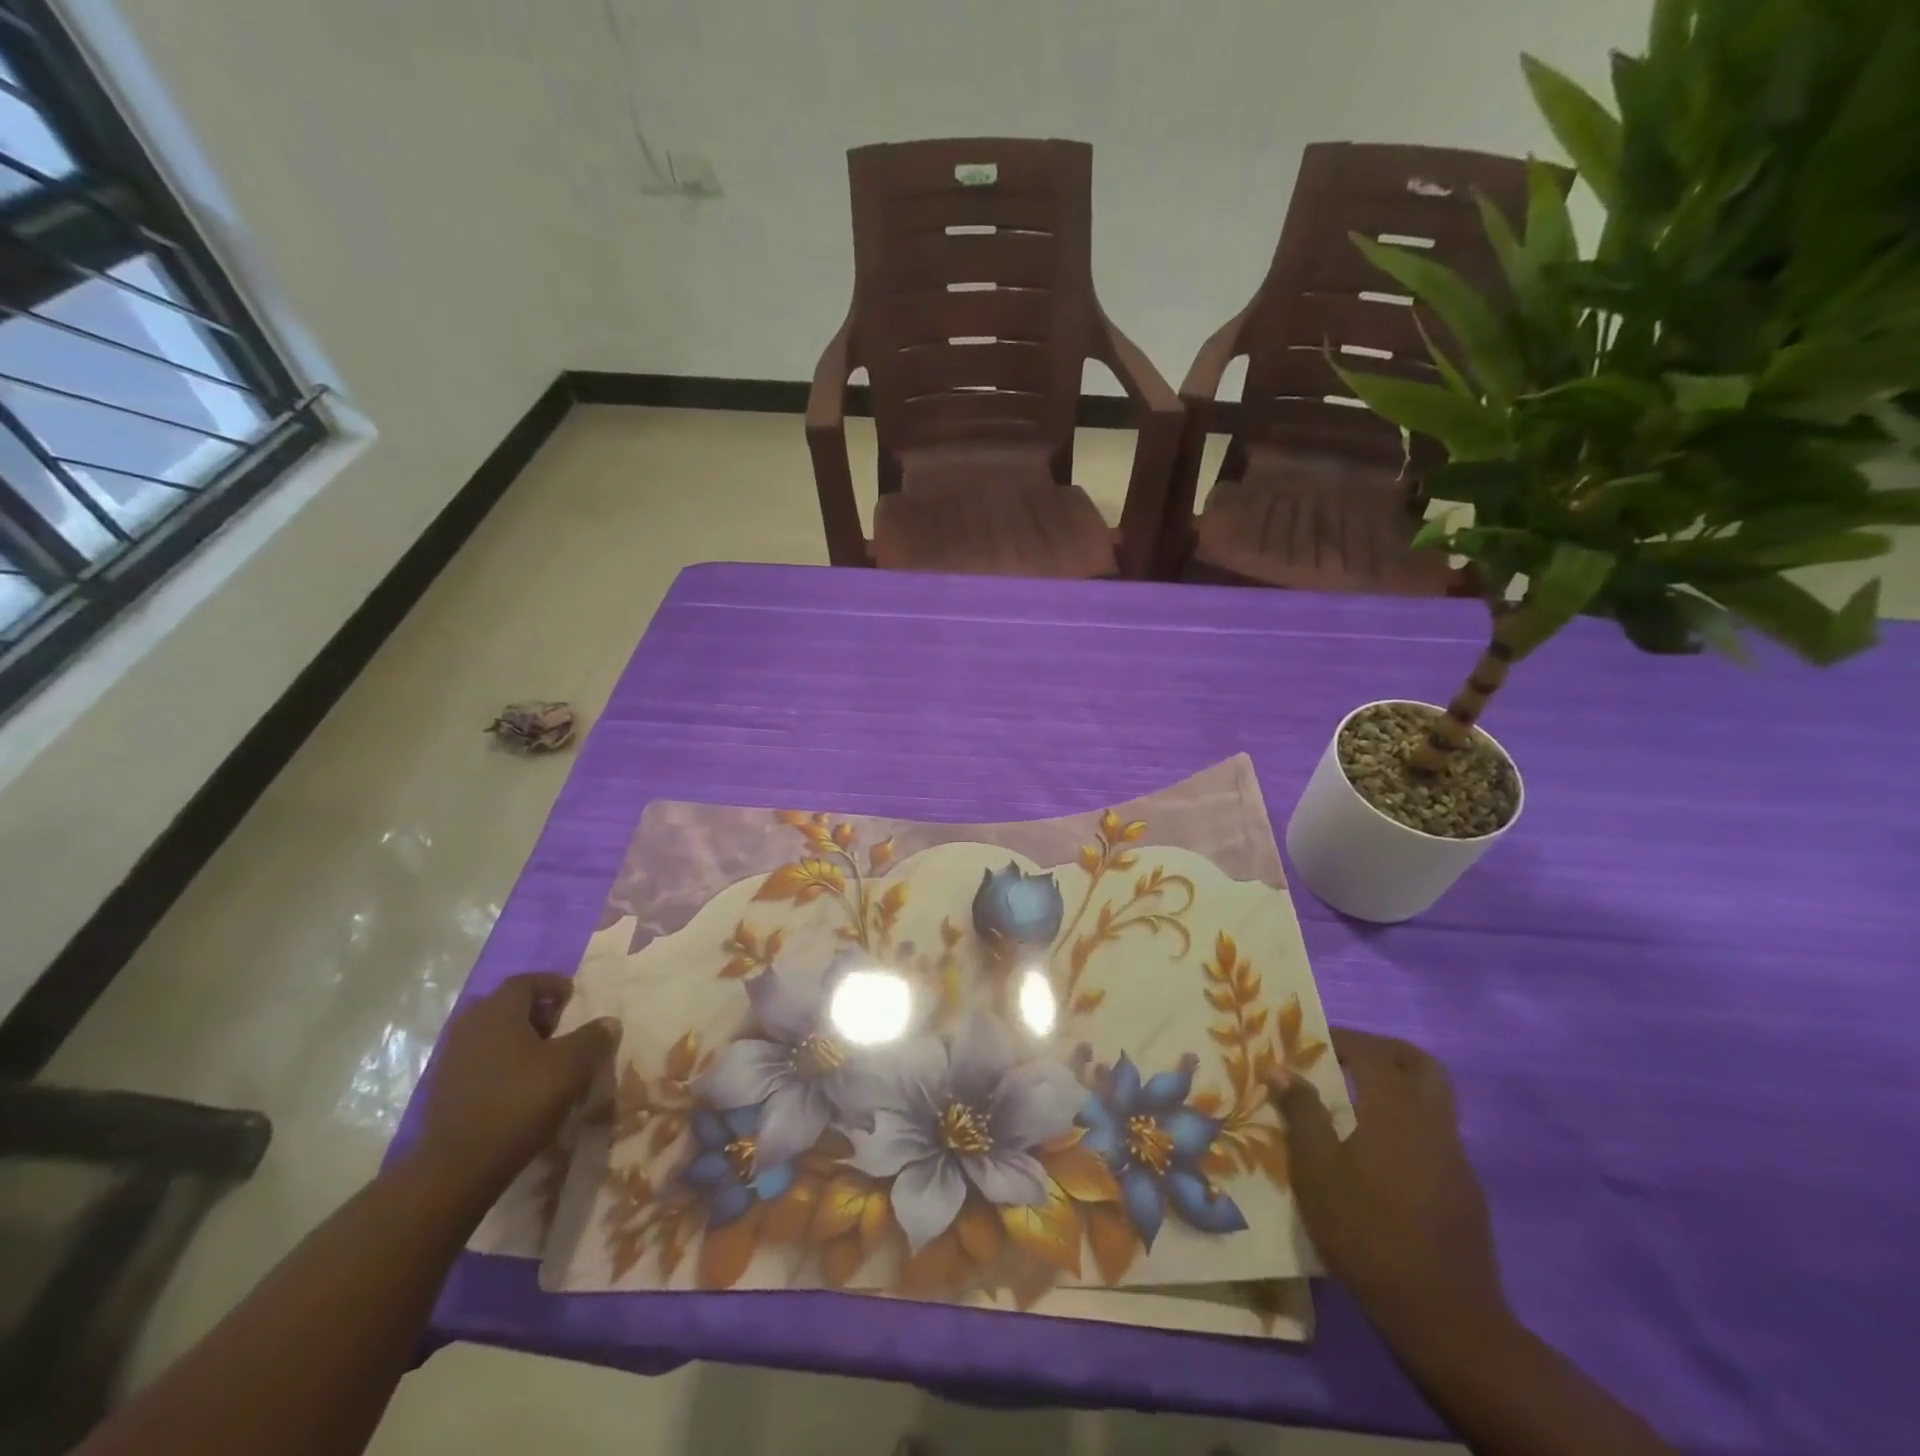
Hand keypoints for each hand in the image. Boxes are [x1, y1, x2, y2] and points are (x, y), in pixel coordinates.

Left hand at [415, 973, 618, 1201]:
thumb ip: (593, 1038)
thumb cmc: (520, 1102)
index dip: (551, 984)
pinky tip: (519, 1082)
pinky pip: (478, 1059)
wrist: (459, 1167)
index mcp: (497, 1012)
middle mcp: (469, 1027)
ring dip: (516, 1036)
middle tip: (559, 1023)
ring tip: (543, 1055)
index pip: (525, 982)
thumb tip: (609, 1022)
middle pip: (503, 1005)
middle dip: (532, 1009)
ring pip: (489, 1033)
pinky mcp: (444, 1089)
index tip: (572, 996)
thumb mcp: (571, 1066)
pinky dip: (501, 1060)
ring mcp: (451, 1059)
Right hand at [1269, 1029, 1508, 1352]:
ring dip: (1398, 1086)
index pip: (1372, 1052)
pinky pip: (1436, 1134)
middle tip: (1346, 1058)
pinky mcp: (1465, 1190)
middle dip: (1384, 1051)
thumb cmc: (1367, 1232)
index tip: (1311, 1043)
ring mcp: (1455, 1157)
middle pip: (1419, 1064)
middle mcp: (1432, 1123)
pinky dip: (1408, 1123)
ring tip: (1356, 1103)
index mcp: (1395, 1110)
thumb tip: (1281, 1068)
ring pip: (1434, 1098)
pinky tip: (1380, 1154)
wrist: (1444, 1316)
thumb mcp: (1316, 1171)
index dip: (1342, 1039)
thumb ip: (1301, 1113)